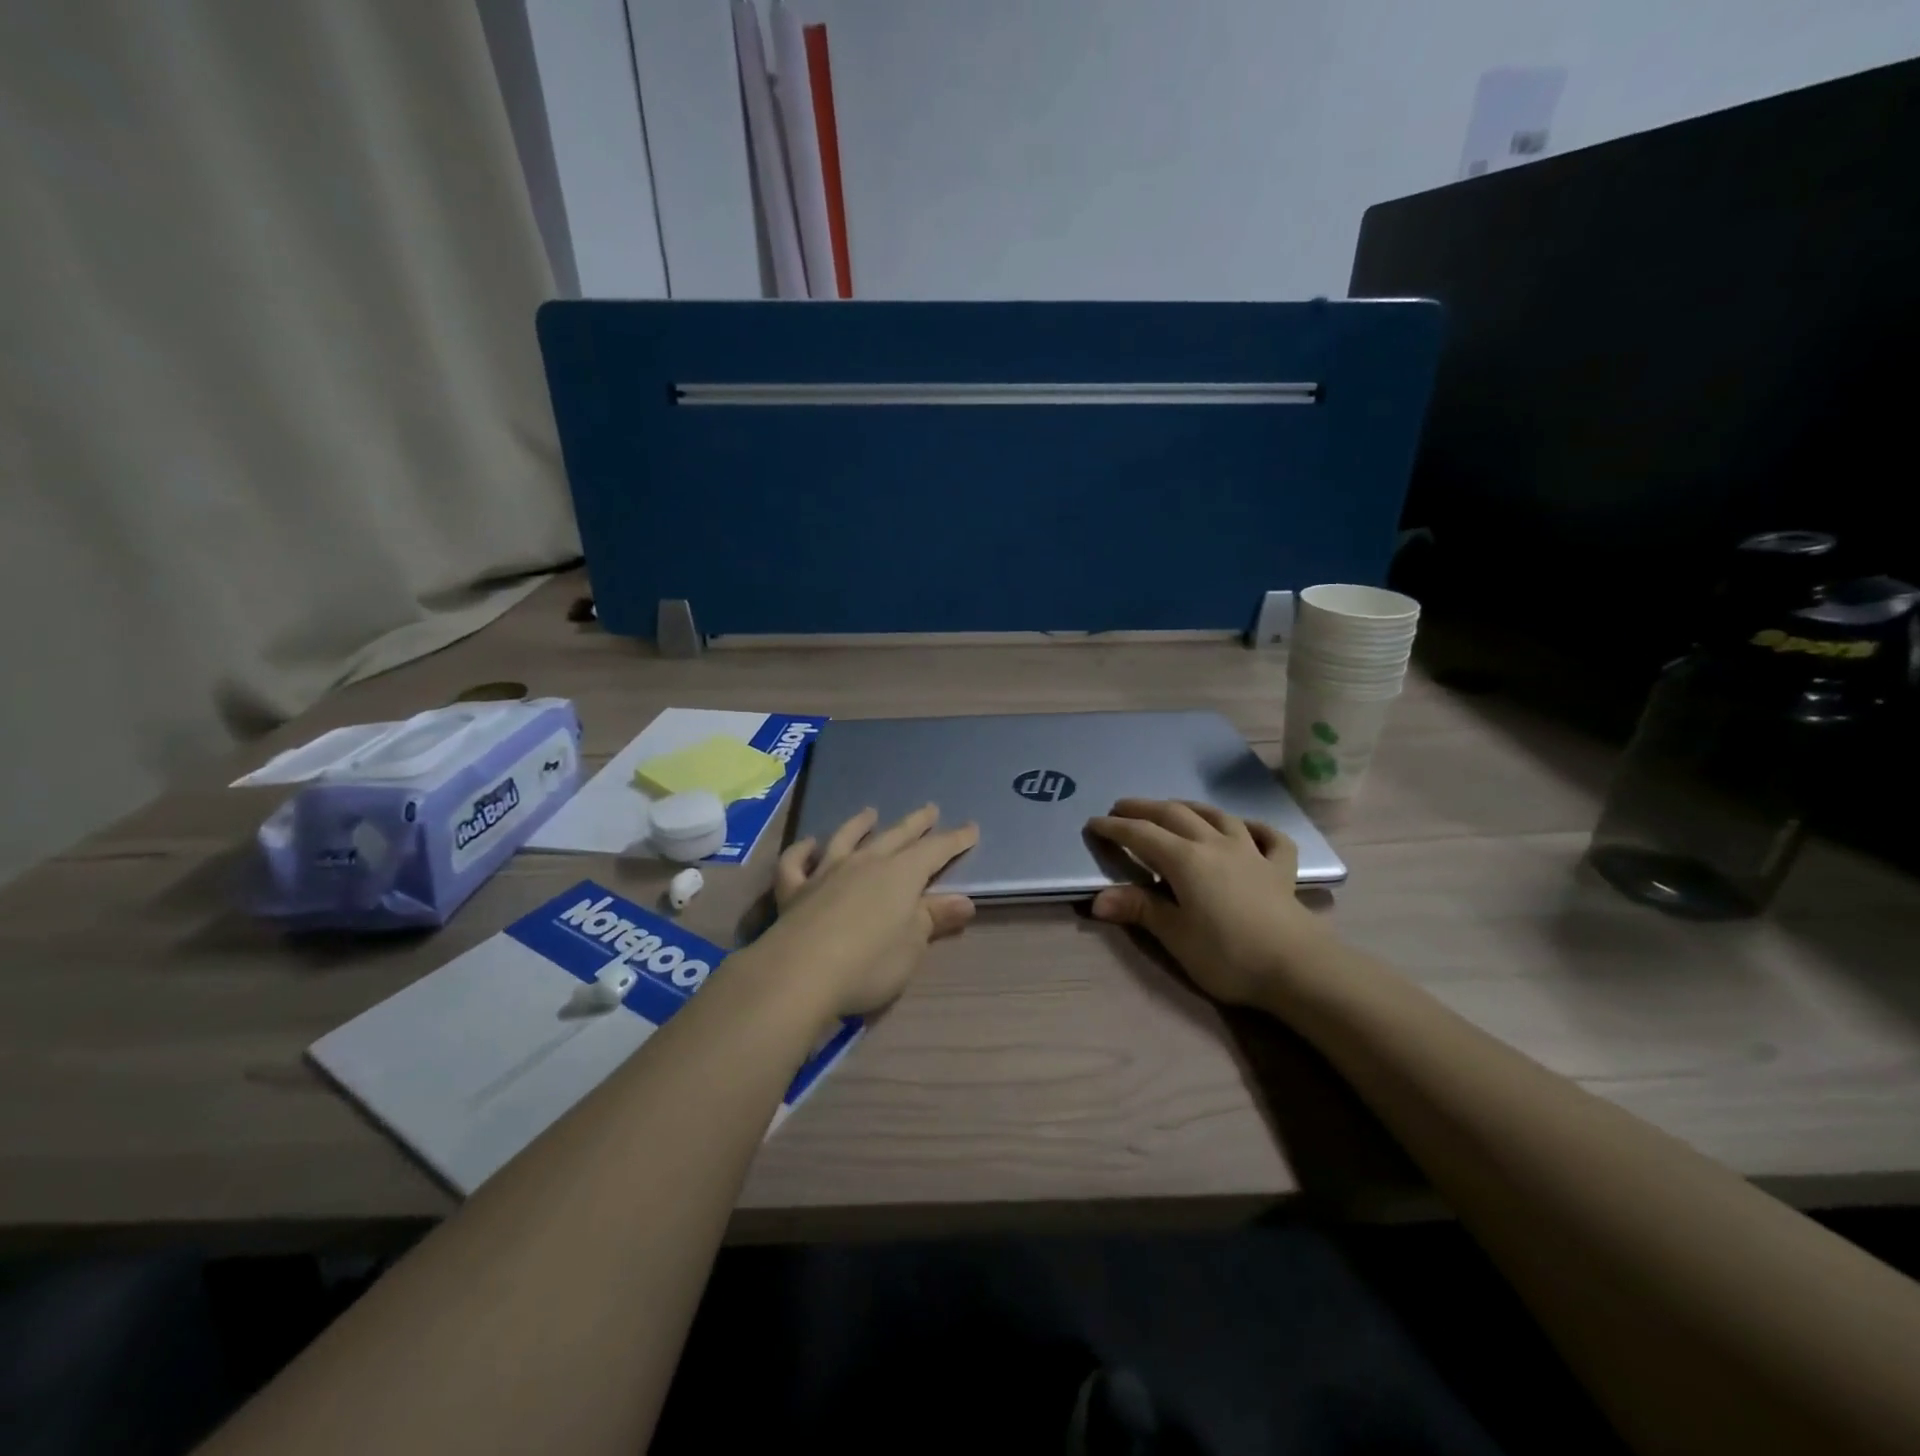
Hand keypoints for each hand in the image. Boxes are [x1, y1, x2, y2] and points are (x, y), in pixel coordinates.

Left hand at [761, 805, 978, 1020]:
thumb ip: (934, 918)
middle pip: (896, 836)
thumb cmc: (870, 963)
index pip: (935, 851)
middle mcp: (866, 863)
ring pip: (846, 838)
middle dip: (916, 823)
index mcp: (902, 875)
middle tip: (930, 809)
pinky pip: (796, 863)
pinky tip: (808, 846)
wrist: (801, 972)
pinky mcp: (794, 890)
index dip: (955, 840)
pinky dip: (802, 851)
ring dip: (859, 824)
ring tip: (869, 813)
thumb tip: (964, 901)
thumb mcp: (913, 946)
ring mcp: (826, 872)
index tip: (971, 828)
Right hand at [1087, 799, 1324, 1007]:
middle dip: (1145, 808)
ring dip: (1190, 807)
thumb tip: (1096, 900)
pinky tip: (1246, 829)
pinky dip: (1254, 827)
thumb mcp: (1175, 936)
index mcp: (1185, 859)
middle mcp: (1215, 844)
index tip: (1094, 823)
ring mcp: (1251, 852)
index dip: (1115, 827)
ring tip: (1174, 807)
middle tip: (1122, 806)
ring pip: (1217, 816)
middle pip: (1175, 815)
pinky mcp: (1280, 869)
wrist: (1297, 967)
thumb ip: (1139, 909)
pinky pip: (1269, 837)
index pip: (1141, 835)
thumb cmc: (1227, 954)